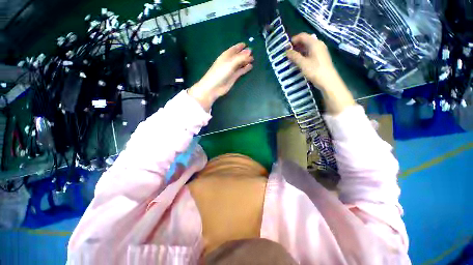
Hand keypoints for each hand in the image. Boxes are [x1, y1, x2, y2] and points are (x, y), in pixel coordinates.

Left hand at [188, 43, 253, 110]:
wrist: (214, 87)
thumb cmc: (220, 72)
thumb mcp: (230, 63)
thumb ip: (240, 57)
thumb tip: (250, 51)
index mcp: (226, 56)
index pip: (234, 49)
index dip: (239, 46)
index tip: (246, 44)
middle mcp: (229, 62)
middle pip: (237, 56)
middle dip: (244, 54)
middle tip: (252, 52)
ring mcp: (231, 70)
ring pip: (240, 64)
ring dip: (245, 61)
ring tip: (252, 59)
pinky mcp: (233, 77)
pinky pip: (241, 71)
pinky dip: (245, 69)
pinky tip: (250, 67)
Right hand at [287, 33, 354, 114]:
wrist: (327, 80)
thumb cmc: (314, 70)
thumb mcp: (302, 63)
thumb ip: (294, 56)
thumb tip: (287, 51)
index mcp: (314, 43)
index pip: (303, 36)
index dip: (294, 39)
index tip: (286, 46)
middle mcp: (318, 44)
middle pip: (305, 40)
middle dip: (296, 45)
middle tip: (288, 52)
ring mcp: (320, 51)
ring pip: (308, 47)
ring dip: (299, 50)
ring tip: (291, 57)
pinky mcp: (320, 57)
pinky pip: (310, 52)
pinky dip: (303, 54)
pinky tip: (299, 60)